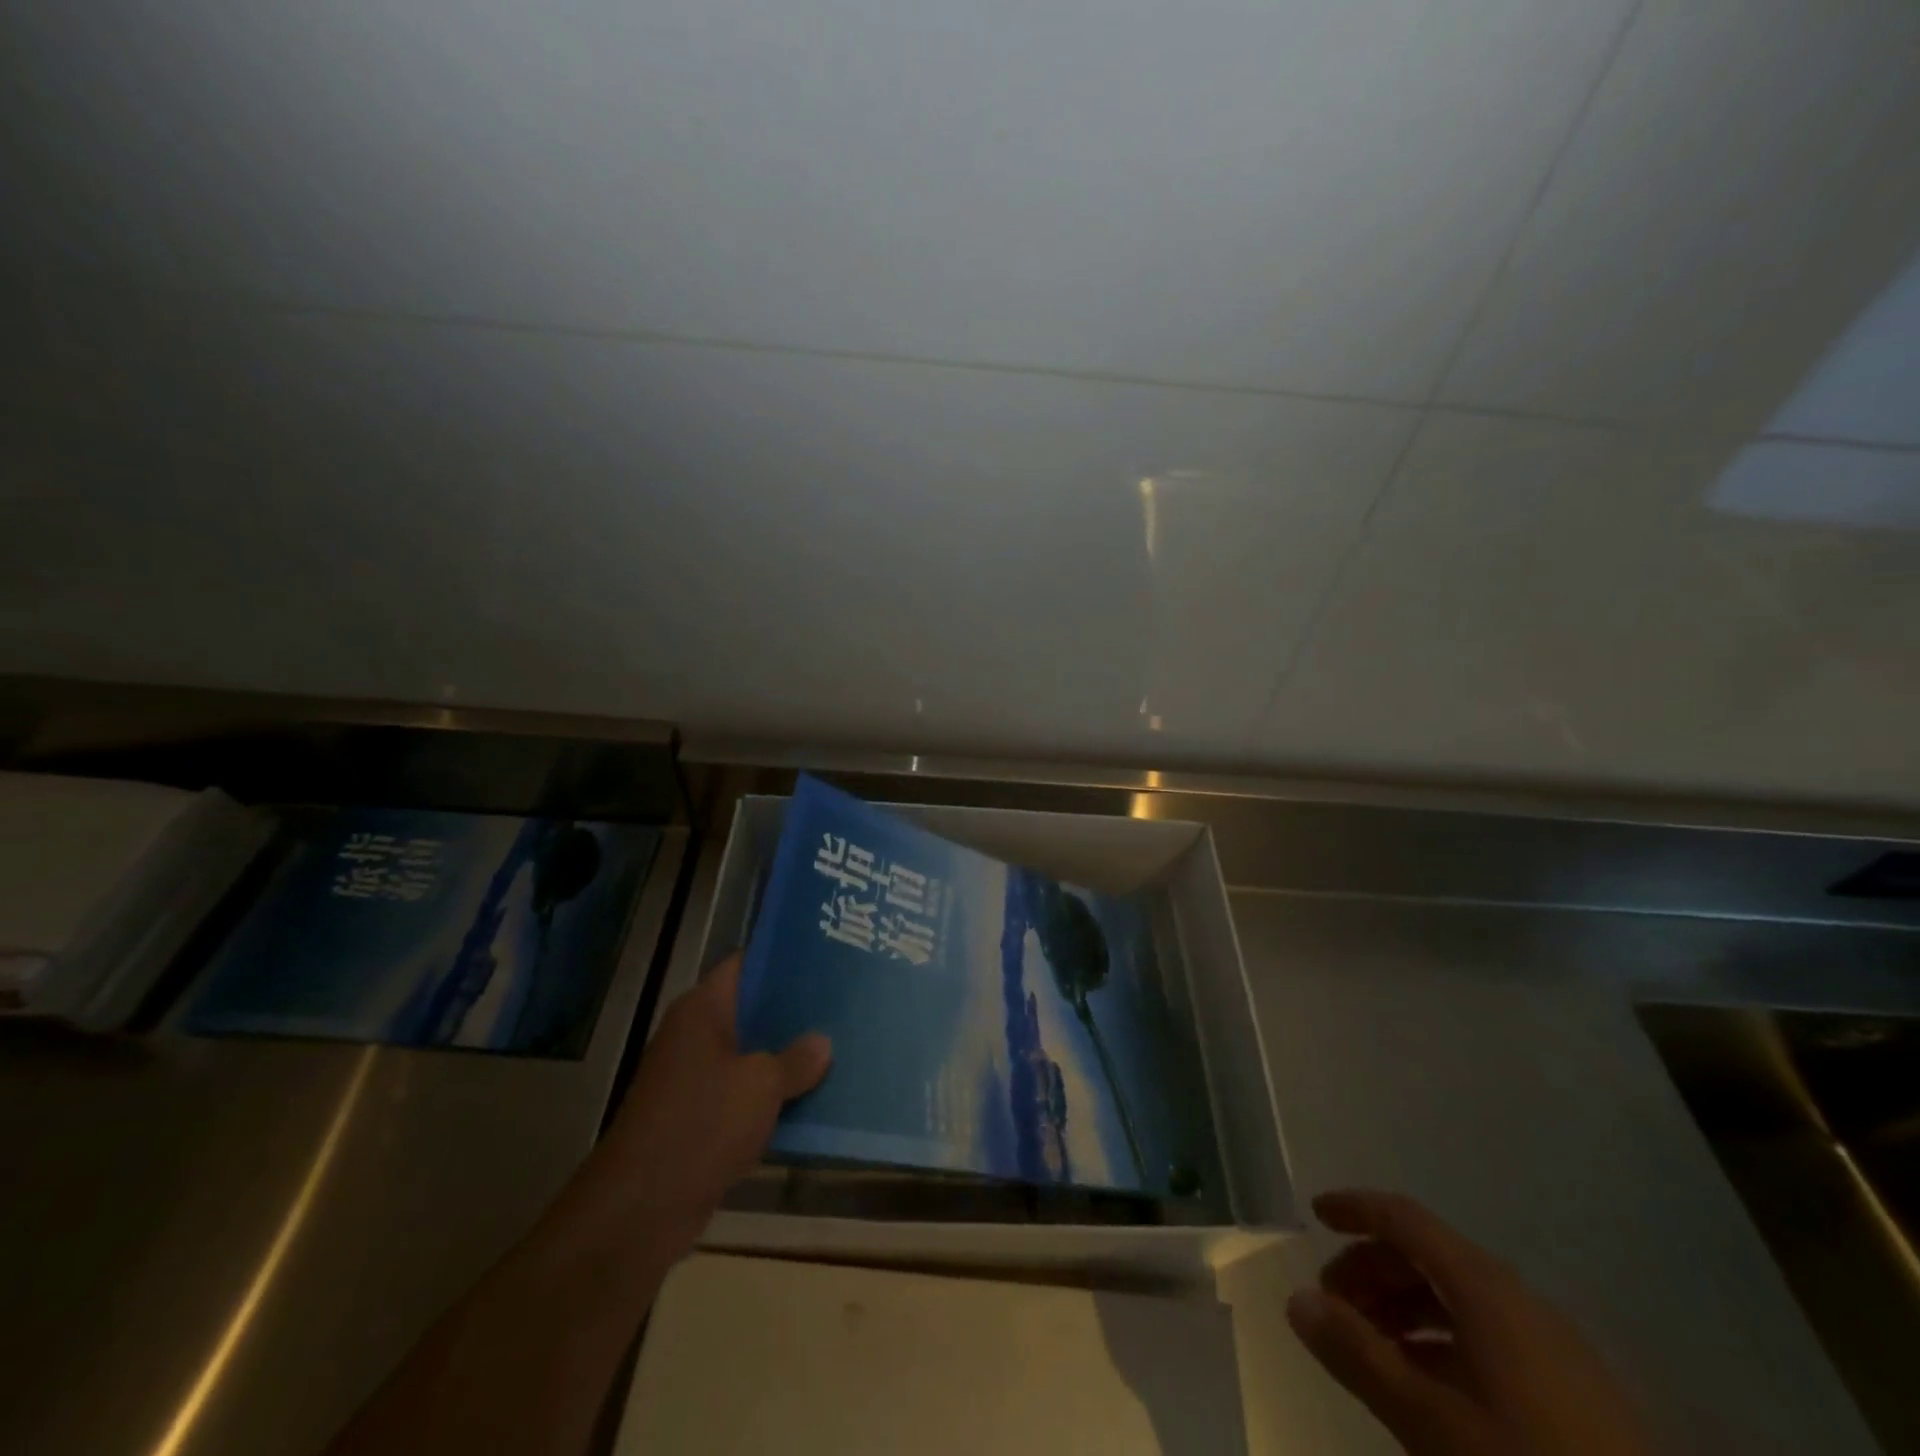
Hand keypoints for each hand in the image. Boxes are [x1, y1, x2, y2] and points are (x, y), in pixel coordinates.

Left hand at [573, 952, 831, 1254]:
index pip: (743, 964)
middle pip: (749, 1009)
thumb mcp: (762, 1085)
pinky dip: (770, 1095)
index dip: (779, 957)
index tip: (821, 954)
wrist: (641, 1209)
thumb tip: (823, 1042)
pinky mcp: (697, 1119)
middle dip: (791, 1009)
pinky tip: (811, 1096)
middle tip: (840, 1001)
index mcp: (701, 1010)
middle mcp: (694, 1036)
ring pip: (748, 1054)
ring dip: (784, 1056)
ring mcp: (693, 1079)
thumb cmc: (702, 1124)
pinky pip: (742, 1094)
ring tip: (836, 1045)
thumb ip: (796, 1059)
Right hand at [1287, 1190, 1652, 1455]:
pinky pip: (1490, 1336)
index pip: (1405, 1217)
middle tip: (1334, 1305)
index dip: (1356, 1208)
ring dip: (1404, 1308)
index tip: (1314, 1214)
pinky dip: (1442, 1340)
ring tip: (1372, 1347)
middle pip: (1429, 1255)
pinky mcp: (1577, 1392)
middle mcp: (1521, 1300)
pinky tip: (1427, 1386)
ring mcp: (1555, 1347)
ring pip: (1459, 1298)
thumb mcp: (1428, 1421)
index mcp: (1487, 1289)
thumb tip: (1296, 1298)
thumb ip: (1357, 1354)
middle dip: (1372, 1268)